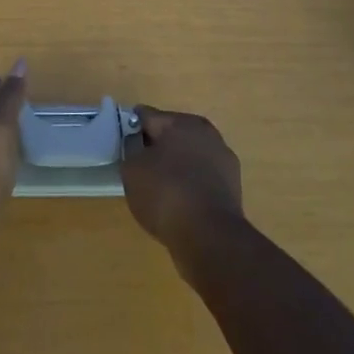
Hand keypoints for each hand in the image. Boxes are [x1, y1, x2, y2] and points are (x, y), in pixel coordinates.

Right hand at [122, 105, 244, 259]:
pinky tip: (178, 204)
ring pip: (189, 157)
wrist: (210, 237)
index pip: (147, 116)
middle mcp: (206, 133)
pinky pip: (201, 179)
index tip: (121, 145)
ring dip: (175, 167)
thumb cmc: (166, 193)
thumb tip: (138, 150)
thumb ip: (131, 151)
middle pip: (171, 135)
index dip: (130, 129)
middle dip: (155, 147)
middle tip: (138, 168)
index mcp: (181, 122)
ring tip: (157, 190)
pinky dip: (190, 186)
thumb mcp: (132, 169)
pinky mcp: (232, 188)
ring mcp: (223, 161)